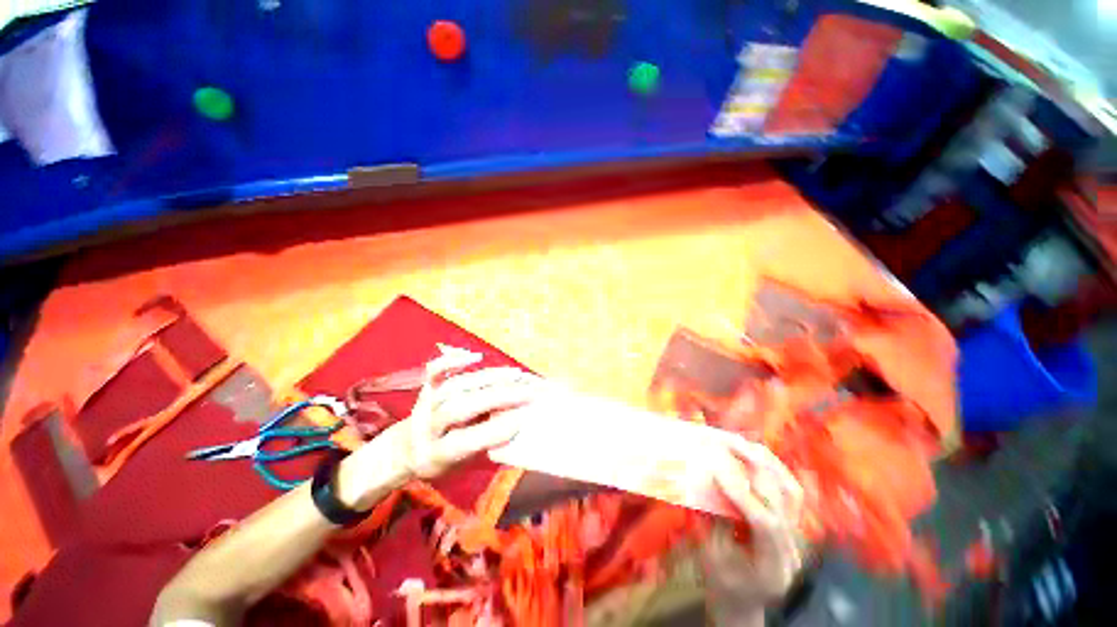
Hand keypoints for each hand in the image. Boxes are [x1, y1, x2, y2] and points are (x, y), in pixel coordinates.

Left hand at [375, 346, 540, 480]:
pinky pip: (435, 370)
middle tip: (527, 392)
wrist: (405, 449)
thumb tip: (516, 423)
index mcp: (435, 454)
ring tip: (516, 374)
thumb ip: (484, 445)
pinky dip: (453, 360)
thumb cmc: (442, 461)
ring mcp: (425, 402)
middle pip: (460, 408)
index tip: (522, 419)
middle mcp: (427, 426)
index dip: (493, 431)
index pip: (463, 442)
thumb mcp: (461, 466)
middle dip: (497, 398)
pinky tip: (476, 357)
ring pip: (456, 386)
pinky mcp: (426, 386)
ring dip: (488, 377)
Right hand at [701, 438, 804, 616]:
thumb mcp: (711, 558)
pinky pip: (788, 491)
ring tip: (741, 442)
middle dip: (753, 466)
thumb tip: (708, 482)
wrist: (742, 603)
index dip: (740, 493)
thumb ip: (712, 521)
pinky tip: (755, 456)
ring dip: (766, 462)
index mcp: (772, 569)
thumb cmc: (722, 585)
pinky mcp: (791, 525)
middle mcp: (792, 550)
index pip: (765, 523)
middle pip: (782, 501)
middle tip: (726, 442)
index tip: (715, 468)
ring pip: (791, 491)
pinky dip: (772, 469)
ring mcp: (796, 537)